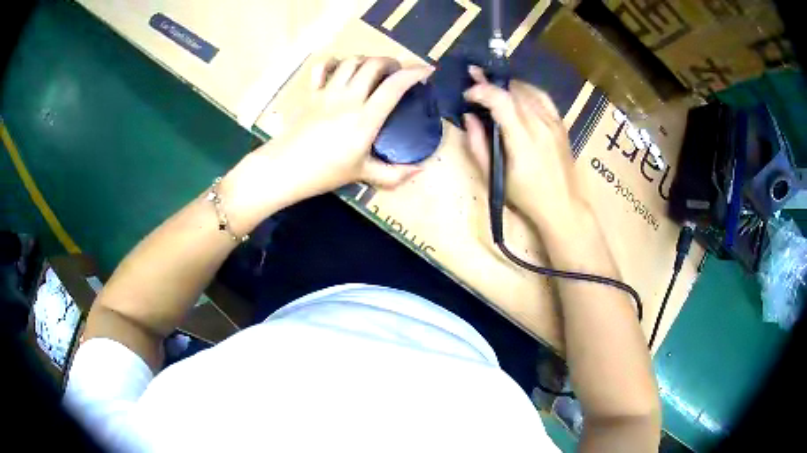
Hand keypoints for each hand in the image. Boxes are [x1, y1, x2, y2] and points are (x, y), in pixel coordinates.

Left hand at [257, 57, 431, 195]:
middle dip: (392, 62)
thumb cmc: (325, 173)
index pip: (394, 85)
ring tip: (374, 69)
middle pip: (373, 65)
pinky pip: (323, 67)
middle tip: (398, 71)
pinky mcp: (312, 93)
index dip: (414, 73)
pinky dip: (335, 62)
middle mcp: (349, 99)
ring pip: (352, 62)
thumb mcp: (363, 174)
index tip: (426, 70)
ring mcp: (328, 93)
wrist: (285, 169)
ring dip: (367, 60)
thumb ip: (394, 173)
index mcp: (365, 119)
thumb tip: (420, 170)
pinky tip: (342, 67)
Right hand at [462, 67, 587, 231]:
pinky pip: (543, 97)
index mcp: (522, 140)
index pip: (501, 100)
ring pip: (528, 90)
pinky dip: (526, 90)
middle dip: (490, 82)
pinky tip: (517, 94)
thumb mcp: (494, 177)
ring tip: (492, 85)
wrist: (563, 206)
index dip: (481, 90)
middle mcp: (540, 125)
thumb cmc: (526, 197)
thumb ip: (477, 145)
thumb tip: (469, 117)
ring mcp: (553, 123)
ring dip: (507, 86)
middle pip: (513, 91)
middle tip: (474, 78)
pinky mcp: (561, 124)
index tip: (467, 94)